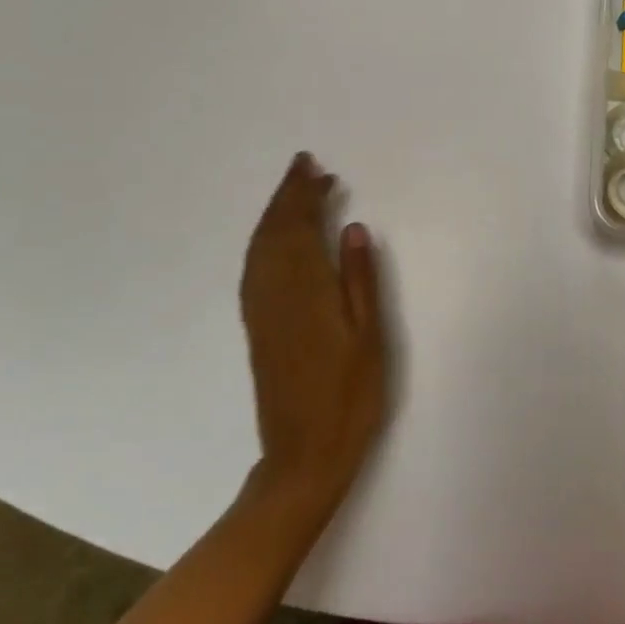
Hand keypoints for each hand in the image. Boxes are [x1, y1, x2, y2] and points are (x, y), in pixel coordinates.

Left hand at [240, 153, 386, 507]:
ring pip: (261, 247)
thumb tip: (353, 227)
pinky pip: (255, 267)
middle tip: (305, 166)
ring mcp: (262, 310)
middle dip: (288, 195)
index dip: (304, 193)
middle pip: (275, 231)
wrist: (303, 456)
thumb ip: (360, 279)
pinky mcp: (258, 326)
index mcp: (306, 290)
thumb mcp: (370, 337)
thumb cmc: (350, 396)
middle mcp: (275, 292)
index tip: (314, 167)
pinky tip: (278, 240)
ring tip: (295, 192)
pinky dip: (265, 241)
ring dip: (275, 214)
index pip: (300, 227)